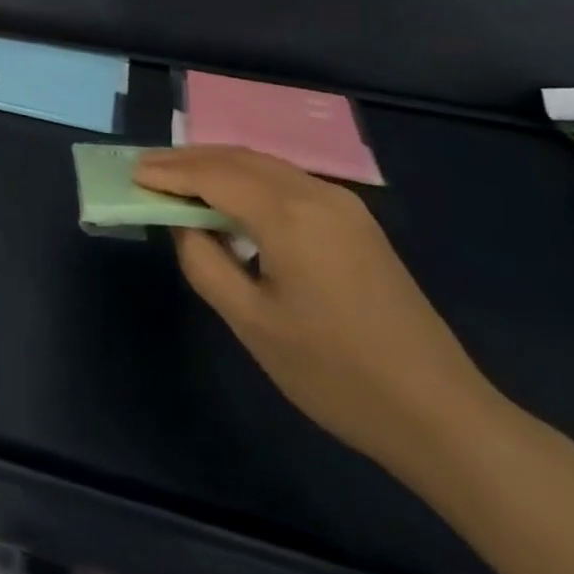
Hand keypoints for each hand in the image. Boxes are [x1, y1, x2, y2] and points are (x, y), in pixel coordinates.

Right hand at [137, 146, 499, 474]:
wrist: (441, 415)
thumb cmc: (335, 374)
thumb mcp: (252, 324)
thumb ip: (204, 262)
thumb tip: (184, 224)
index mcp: (289, 216)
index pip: (214, 176)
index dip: (169, 173)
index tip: (132, 173)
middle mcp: (316, 194)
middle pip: (239, 158)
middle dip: (189, 159)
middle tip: (147, 168)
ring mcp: (343, 205)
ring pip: (265, 165)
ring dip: (218, 166)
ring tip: (179, 178)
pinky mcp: (356, 222)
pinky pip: (288, 181)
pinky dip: (248, 179)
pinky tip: (231, 197)